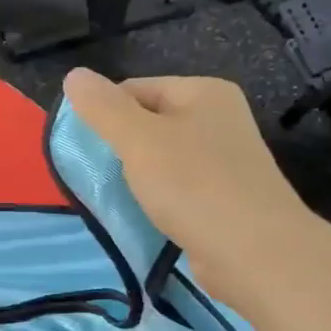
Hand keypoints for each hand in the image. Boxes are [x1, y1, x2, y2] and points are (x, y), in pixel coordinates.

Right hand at [63, 70, 322, 311]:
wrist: (256, 254)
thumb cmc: (194, 186)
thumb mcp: (138, 140)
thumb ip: (103, 107)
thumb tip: (73, 75)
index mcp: (203, 91)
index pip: (135, 88)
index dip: (105, 115)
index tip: (86, 150)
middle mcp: (219, 118)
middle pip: (149, 122)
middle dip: (121, 148)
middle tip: (99, 176)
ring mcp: (226, 159)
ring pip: (163, 158)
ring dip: (138, 176)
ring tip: (120, 198)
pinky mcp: (226, 196)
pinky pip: (179, 187)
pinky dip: (159, 198)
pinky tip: (146, 215)